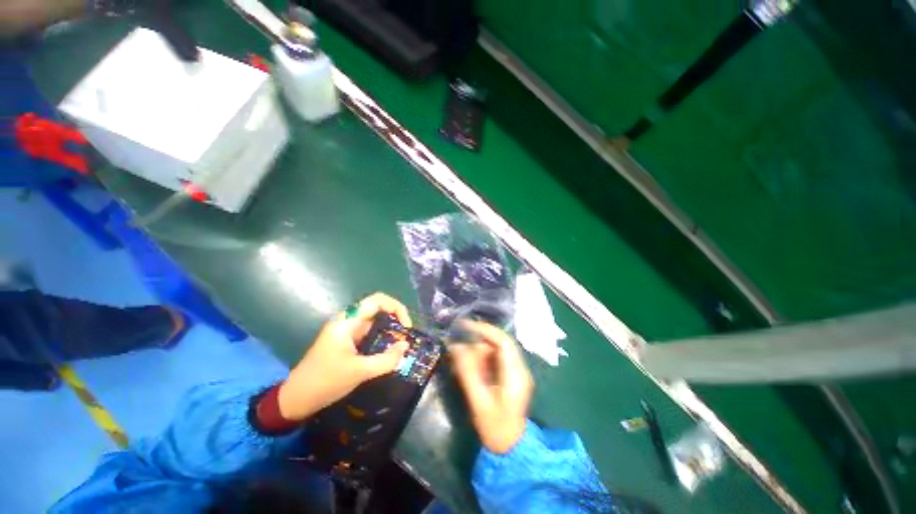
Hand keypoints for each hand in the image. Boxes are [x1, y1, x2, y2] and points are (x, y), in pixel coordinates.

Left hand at [277, 293, 411, 421]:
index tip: (406, 327)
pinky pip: (369, 333)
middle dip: (395, 319)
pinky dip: (381, 338)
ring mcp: (346, 331)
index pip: (378, 300)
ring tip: (400, 346)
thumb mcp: (359, 372)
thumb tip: (405, 346)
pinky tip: (387, 352)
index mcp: (348, 321)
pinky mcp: (346, 341)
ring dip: (389, 330)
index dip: (397, 308)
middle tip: (405, 338)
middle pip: (378, 308)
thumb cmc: (325, 382)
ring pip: (374, 321)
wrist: (295, 400)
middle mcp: (348, 321)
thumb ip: (386, 359)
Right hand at [450, 321, 533, 453]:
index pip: (503, 342)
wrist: (510, 448)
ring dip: (479, 352)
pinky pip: (495, 359)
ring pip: (496, 350)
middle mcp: (519, 368)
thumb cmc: (495, 428)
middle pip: (500, 343)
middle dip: (479, 341)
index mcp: (515, 374)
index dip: (485, 330)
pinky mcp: (510, 375)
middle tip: (460, 346)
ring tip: (462, 360)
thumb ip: (467, 372)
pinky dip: (482, 360)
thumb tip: (455, 346)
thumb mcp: (478, 400)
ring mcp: (516, 371)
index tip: (466, 326)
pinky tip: (471, 369)